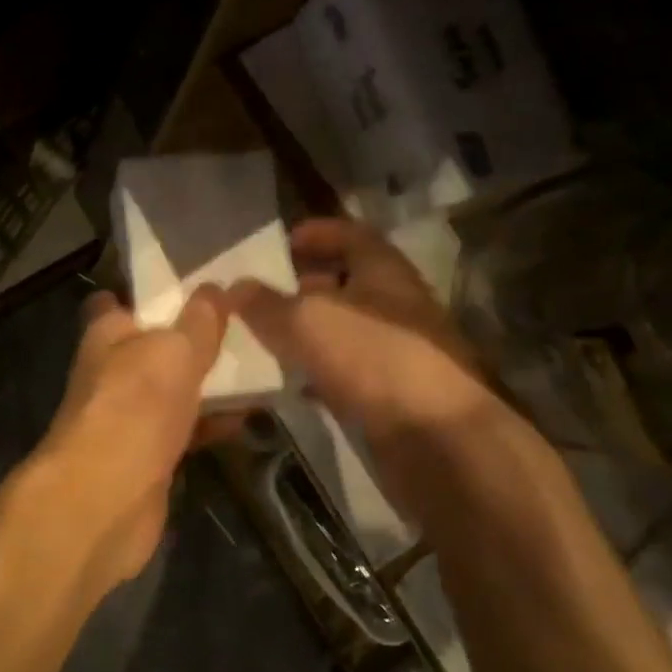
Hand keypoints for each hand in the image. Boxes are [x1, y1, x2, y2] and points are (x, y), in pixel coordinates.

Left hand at [29, 286, 228, 598]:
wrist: (106, 499)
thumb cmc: (135, 407)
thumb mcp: (175, 350)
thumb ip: (200, 320)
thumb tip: (216, 287)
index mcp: (107, 335)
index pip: (120, 301)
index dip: (150, 293)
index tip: (192, 284)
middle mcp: (113, 372)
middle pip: (154, 346)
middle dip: (192, 337)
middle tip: (243, 322)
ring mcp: (130, 416)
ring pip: (173, 389)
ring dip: (208, 382)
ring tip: (259, 364)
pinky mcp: (148, 456)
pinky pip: (185, 428)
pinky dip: (212, 423)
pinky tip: (248, 416)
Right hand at [230, 217, 499, 446]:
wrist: (437, 438)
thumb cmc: (374, 359)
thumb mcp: (309, 321)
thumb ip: (267, 304)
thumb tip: (235, 287)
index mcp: (385, 272)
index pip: (352, 235)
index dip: (318, 233)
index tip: (283, 242)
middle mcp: (397, 306)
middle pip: (349, 284)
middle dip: (307, 286)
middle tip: (264, 295)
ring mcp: (399, 353)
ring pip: (347, 332)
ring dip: (311, 333)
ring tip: (267, 339)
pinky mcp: (394, 395)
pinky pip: (349, 374)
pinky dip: (320, 374)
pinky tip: (291, 385)